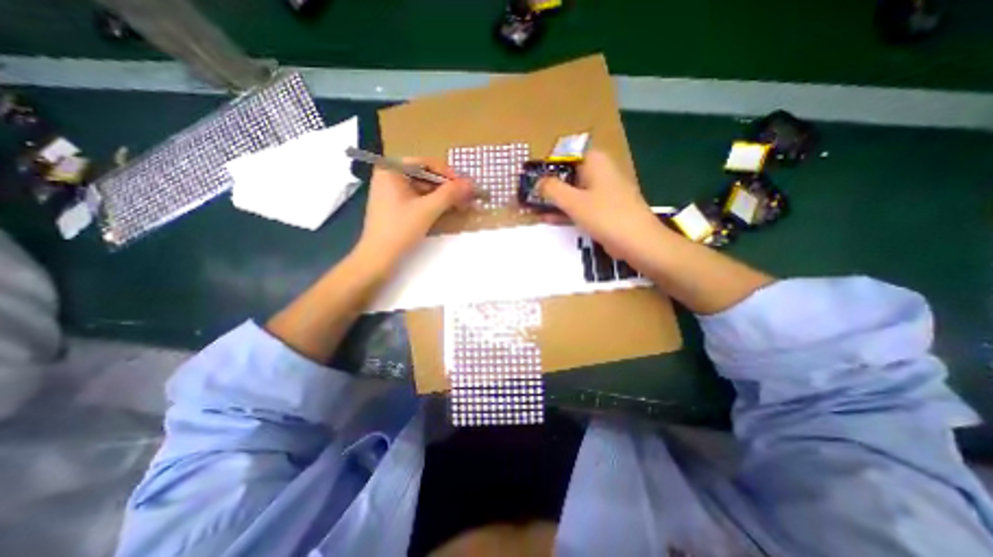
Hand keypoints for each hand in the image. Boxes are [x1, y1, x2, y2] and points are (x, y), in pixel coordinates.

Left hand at [358, 159, 473, 266]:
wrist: (378, 258)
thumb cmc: (400, 230)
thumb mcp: (428, 210)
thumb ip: (450, 194)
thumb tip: (471, 183)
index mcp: (392, 170)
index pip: (426, 163)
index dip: (448, 174)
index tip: (465, 187)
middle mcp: (390, 176)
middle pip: (425, 176)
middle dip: (446, 187)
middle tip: (465, 198)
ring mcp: (391, 192)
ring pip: (423, 188)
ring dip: (442, 197)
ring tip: (459, 206)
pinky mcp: (395, 206)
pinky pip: (417, 199)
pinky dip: (432, 204)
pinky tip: (445, 211)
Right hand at [535, 150, 666, 262]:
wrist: (637, 241)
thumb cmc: (605, 215)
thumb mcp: (573, 201)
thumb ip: (552, 189)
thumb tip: (537, 182)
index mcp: (595, 162)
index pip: (566, 155)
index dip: (548, 166)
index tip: (532, 178)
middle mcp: (599, 172)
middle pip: (568, 175)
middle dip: (549, 186)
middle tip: (529, 195)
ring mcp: (602, 192)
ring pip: (573, 192)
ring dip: (555, 200)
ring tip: (533, 208)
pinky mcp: (603, 209)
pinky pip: (580, 206)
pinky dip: (566, 211)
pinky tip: (548, 218)